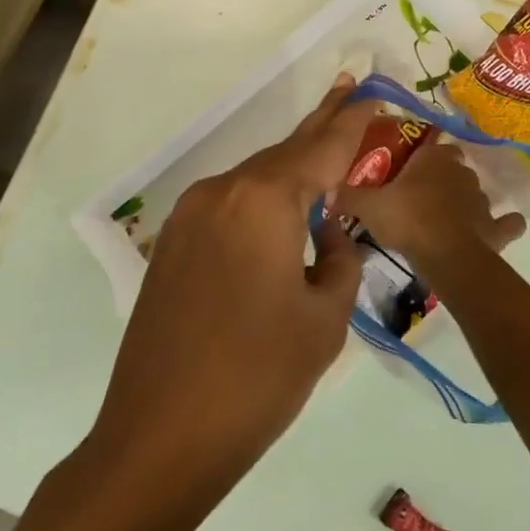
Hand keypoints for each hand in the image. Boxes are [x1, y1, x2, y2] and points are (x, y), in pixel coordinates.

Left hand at [91, 75, 379, 498]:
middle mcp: (222, 192)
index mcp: (264, 200)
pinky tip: (283, 210)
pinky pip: (230, 204)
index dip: (352, 121)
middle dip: (321, 126)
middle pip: (284, 151)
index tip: (372, 92)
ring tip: (326, 152)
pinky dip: (263, 197)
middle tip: (349, 91)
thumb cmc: (257, 379)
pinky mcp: (173, 243)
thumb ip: (339, 259)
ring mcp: (190, 216)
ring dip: (292, 167)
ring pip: (255, 178)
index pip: (322, 147)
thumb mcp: (324, 319)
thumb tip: (328, 233)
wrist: (157, 439)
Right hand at [335, 139, 524, 268]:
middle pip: (453, 166)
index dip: (421, 154)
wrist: (445, 255)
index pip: (431, 144)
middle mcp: (461, 172)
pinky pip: (506, 223)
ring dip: (465, 201)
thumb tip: (326, 191)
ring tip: (446, 218)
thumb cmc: (406, 220)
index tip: (407, 166)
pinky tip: (500, 228)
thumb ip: (348, 196)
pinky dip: (504, 224)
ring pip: (475, 192)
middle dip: (442, 176)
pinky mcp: (495, 227)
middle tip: (420, 194)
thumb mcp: (368, 206)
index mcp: (433, 158)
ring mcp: (481, 199)